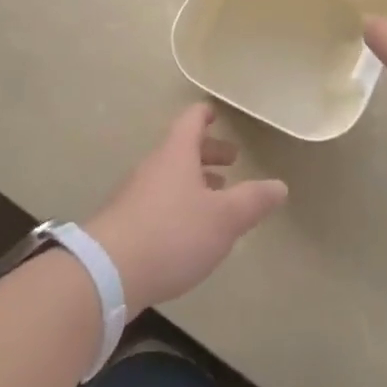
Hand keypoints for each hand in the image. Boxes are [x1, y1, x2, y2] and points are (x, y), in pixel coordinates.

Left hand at [85, 105, 287, 315]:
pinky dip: (179, 204)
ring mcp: (135, 195)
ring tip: (216, 196)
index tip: (217, 114)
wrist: (107, 272)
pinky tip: (189, 230)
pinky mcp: (125, 223)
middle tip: (232, 162)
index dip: (206, 115)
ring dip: (194, 181)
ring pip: (170, 176)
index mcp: (176, 155)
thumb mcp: (224, 218)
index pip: (191, 121)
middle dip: (208, 153)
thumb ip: (253, 201)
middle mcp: (153, 167)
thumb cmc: (172, 234)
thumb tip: (279, 185)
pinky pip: (158, 201)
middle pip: (181, 149)